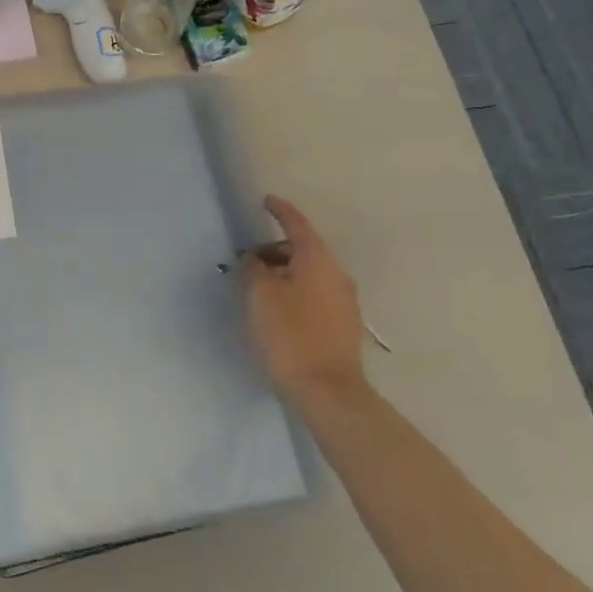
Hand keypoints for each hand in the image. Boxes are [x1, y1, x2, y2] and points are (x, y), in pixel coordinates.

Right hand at [241, 195, 366, 404]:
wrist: (328, 391)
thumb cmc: (290, 334)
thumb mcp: (259, 294)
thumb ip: (253, 268)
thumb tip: (254, 260)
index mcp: (317, 259)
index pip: (297, 224)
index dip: (280, 211)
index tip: (266, 201)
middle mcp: (336, 274)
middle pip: (303, 250)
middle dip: (275, 250)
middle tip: (248, 260)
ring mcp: (344, 301)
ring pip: (309, 274)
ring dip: (284, 273)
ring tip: (257, 289)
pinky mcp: (343, 326)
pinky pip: (315, 295)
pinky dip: (294, 292)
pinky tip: (276, 310)